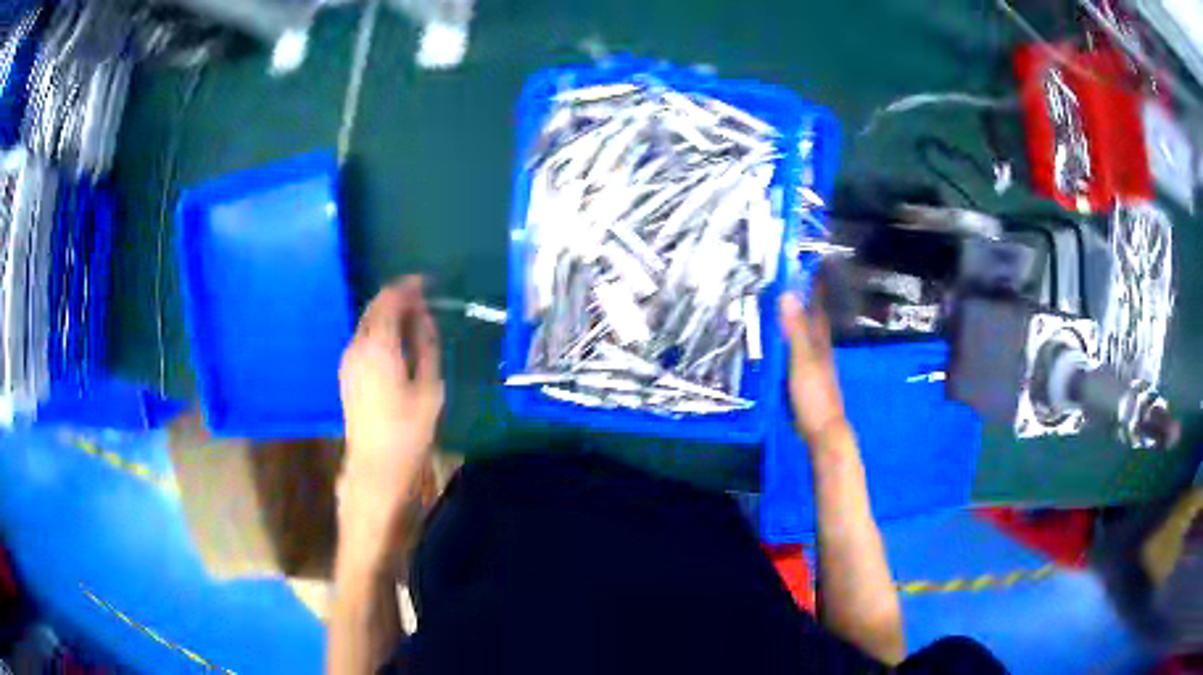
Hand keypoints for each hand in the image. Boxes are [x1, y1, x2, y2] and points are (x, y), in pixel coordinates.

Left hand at [338, 276, 443, 552]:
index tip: (427, 283)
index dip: (407, 287)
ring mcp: (348, 360)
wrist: (376, 466)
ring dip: (388, 315)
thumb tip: (423, 317)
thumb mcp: (429, 387)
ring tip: (413, 320)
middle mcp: (356, 346)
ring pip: (366, 324)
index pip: (388, 300)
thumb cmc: (408, 430)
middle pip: (373, 309)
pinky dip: (379, 331)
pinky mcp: (346, 373)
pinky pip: (362, 339)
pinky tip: (396, 342)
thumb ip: (426, 345)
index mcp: (378, 346)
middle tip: (423, 299)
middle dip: (397, 298)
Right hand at [779, 291, 847, 444]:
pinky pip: (795, 352)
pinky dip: (787, 341)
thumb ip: (795, 329)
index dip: (814, 286)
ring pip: (803, 335)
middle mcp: (818, 349)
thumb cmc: (814, 395)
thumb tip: (787, 293)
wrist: (822, 431)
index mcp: (818, 341)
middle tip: (785, 281)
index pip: (816, 306)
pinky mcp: (805, 380)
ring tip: (776, 306)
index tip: (809, 264)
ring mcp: (813, 365)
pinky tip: (777, 344)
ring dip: (793, 320)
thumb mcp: (802, 360)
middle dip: (802, 300)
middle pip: (811, 319)